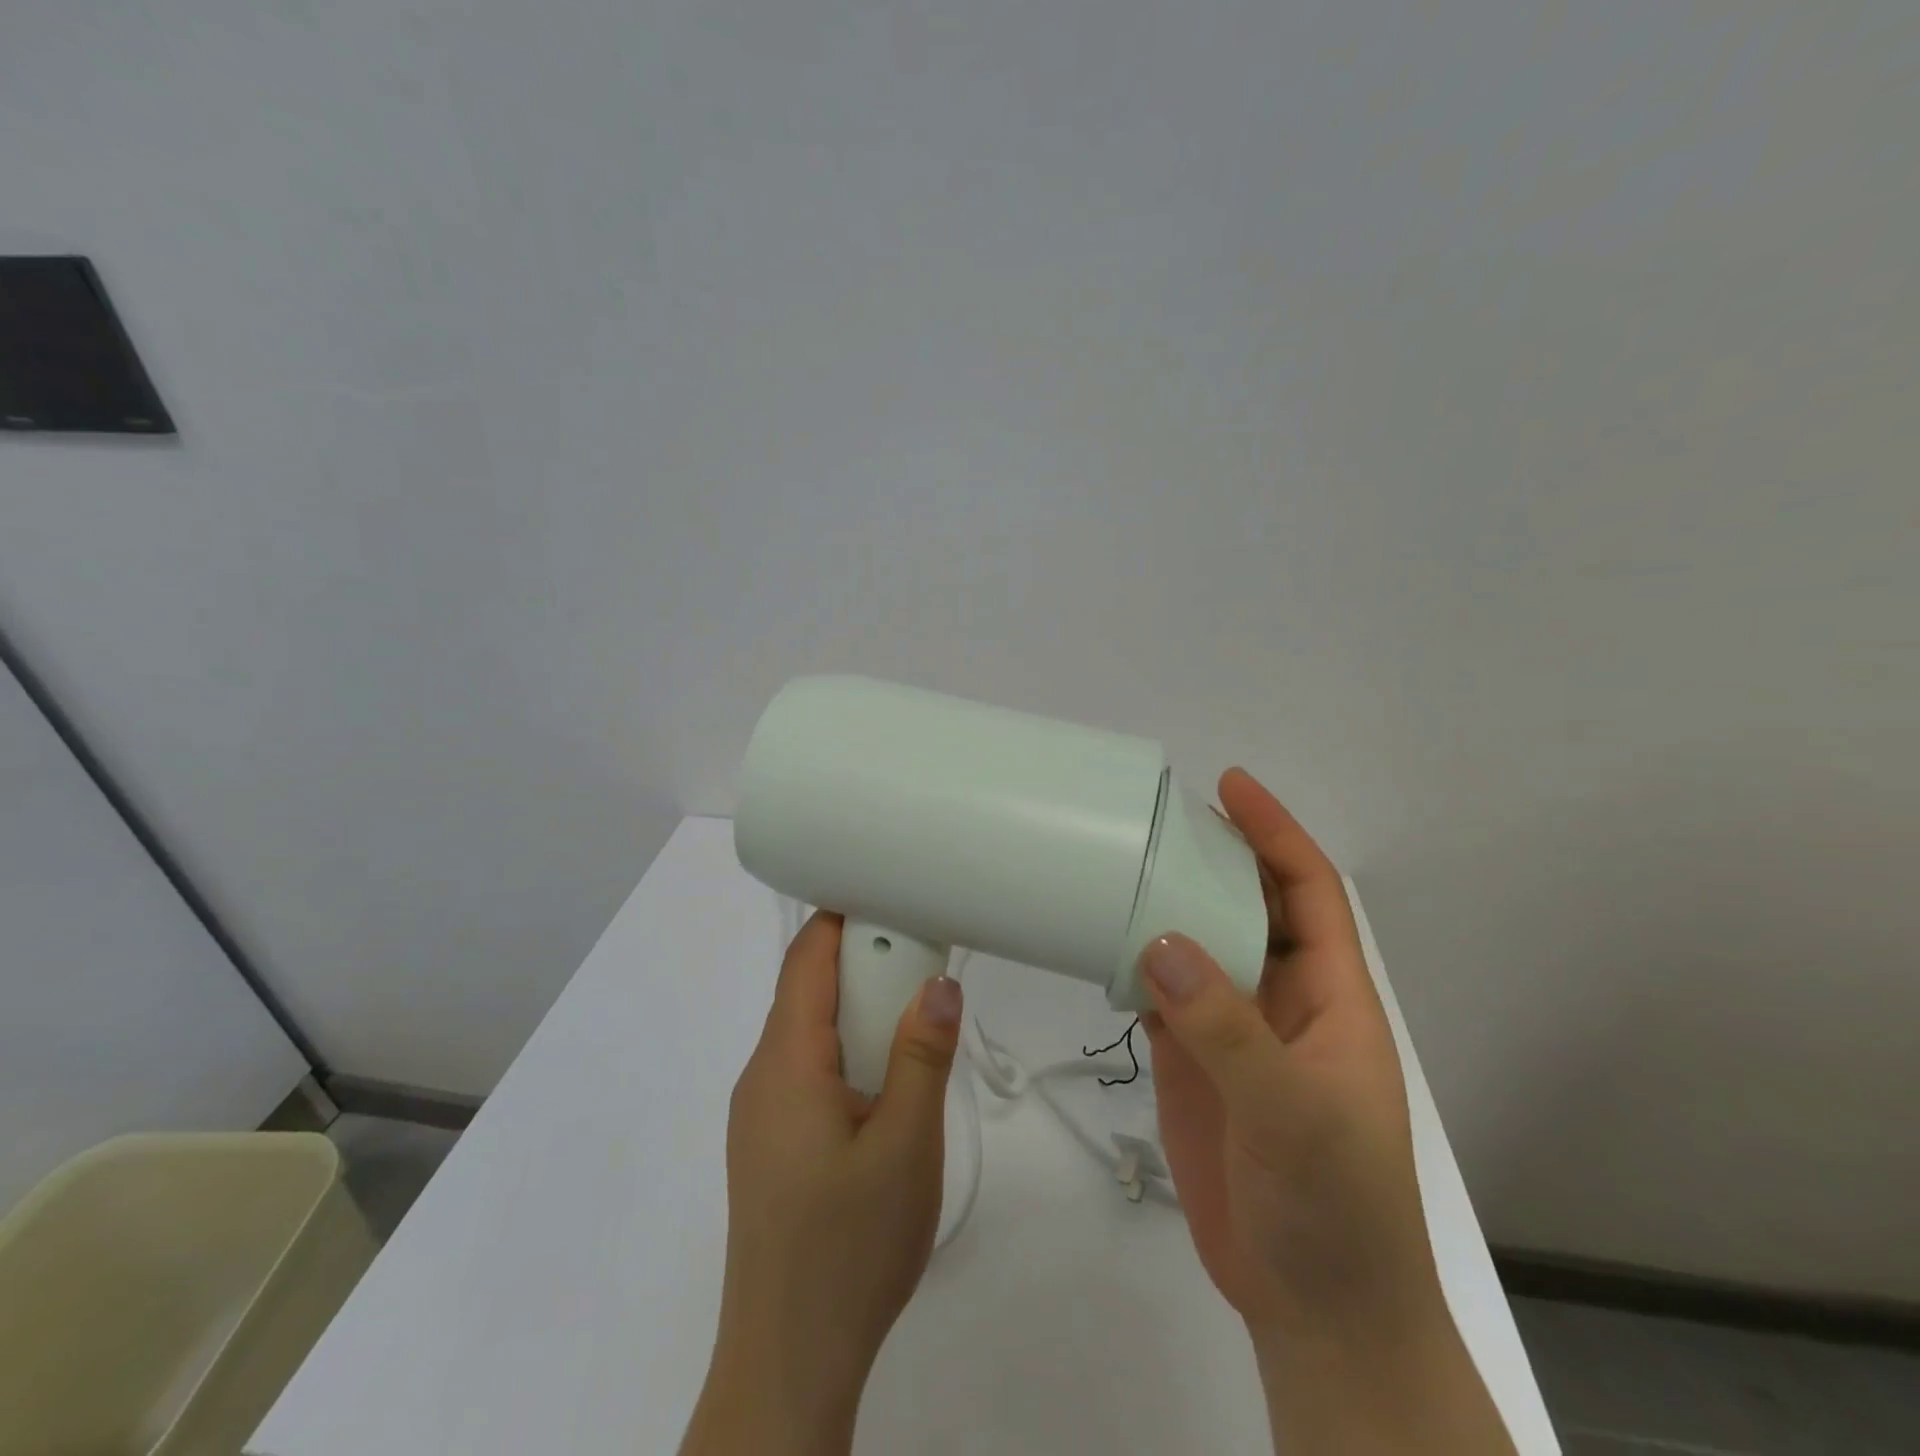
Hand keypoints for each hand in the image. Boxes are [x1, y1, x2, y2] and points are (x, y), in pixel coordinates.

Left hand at [680, 912, 962, 1455]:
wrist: (789, 1361)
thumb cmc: (850, 1246)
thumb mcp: (906, 1146)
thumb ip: (924, 1056)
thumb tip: (939, 982)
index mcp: (786, 1062)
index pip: (805, 958)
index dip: (843, 917)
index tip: (894, 897)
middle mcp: (762, 1075)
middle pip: (807, 990)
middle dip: (863, 964)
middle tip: (924, 961)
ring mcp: (760, 1112)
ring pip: (809, 1031)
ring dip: (859, 1010)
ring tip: (915, 1018)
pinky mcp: (769, 1143)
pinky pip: (806, 1068)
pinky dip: (847, 1048)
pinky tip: (885, 1082)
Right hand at [1142, 769, 1514, 1454]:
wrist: (1313, 1309)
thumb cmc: (1334, 1208)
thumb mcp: (1292, 1113)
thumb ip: (1228, 1029)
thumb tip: (1160, 941)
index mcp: (1331, 998)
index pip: (1307, 893)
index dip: (1276, 834)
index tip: (1232, 787)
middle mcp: (1283, 1001)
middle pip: (1247, 907)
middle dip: (1213, 858)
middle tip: (1157, 819)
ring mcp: (1234, 1033)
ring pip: (1199, 947)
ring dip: (1167, 907)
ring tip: (1120, 865)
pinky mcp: (1193, 1063)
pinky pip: (1162, 995)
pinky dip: (1135, 963)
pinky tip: (1102, 940)